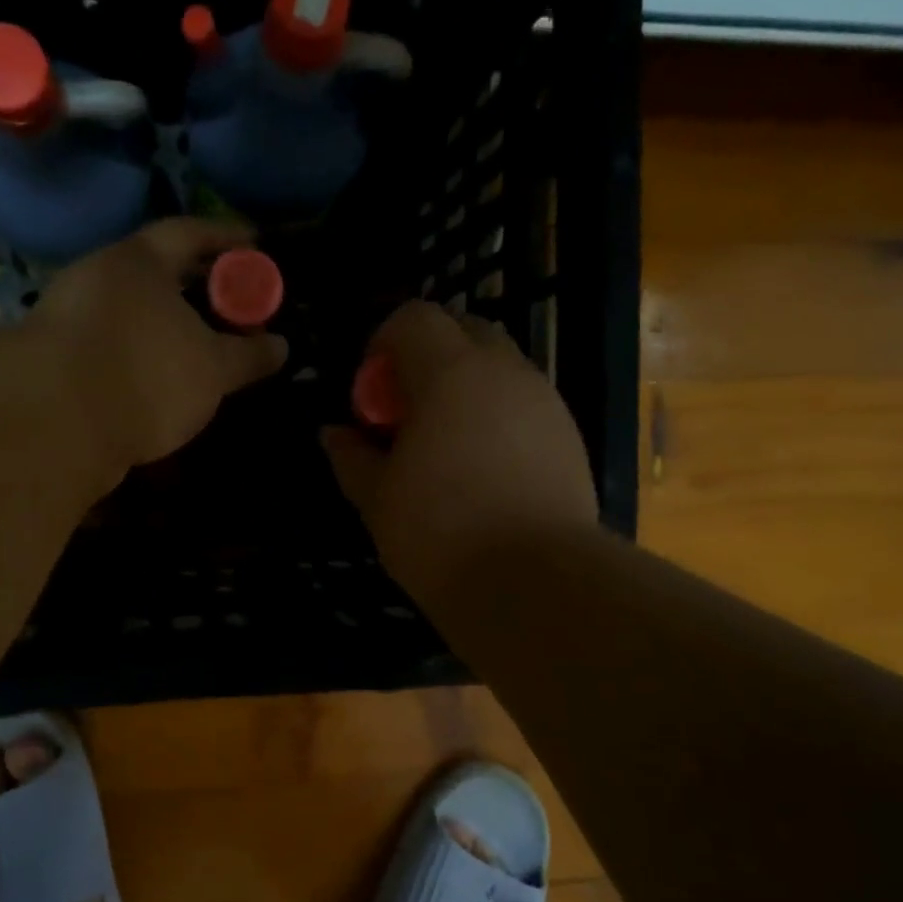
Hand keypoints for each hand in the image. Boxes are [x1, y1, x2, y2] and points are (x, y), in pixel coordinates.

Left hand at [29, 219, 287, 474]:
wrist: (55, 427)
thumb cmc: (146, 376)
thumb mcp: (213, 369)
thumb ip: (249, 355)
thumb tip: (281, 346)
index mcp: (138, 261)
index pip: (190, 233)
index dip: (227, 238)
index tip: (257, 246)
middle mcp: (100, 278)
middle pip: (159, 273)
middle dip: (200, 287)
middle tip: (235, 304)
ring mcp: (73, 319)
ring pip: (135, 312)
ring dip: (169, 325)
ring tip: (205, 347)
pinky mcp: (59, 361)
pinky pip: (116, 345)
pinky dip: (145, 354)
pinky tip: (164, 380)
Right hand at [322, 302, 599, 599]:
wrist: (533, 583)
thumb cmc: (438, 533)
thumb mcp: (376, 498)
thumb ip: (351, 456)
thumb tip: (333, 433)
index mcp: (449, 373)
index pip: (414, 318)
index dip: (384, 343)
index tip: (371, 392)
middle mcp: (504, 371)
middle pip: (464, 330)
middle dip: (430, 356)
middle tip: (407, 412)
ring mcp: (545, 401)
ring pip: (501, 366)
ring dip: (467, 386)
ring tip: (447, 443)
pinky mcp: (570, 436)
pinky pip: (526, 404)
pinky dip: (499, 415)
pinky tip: (485, 469)